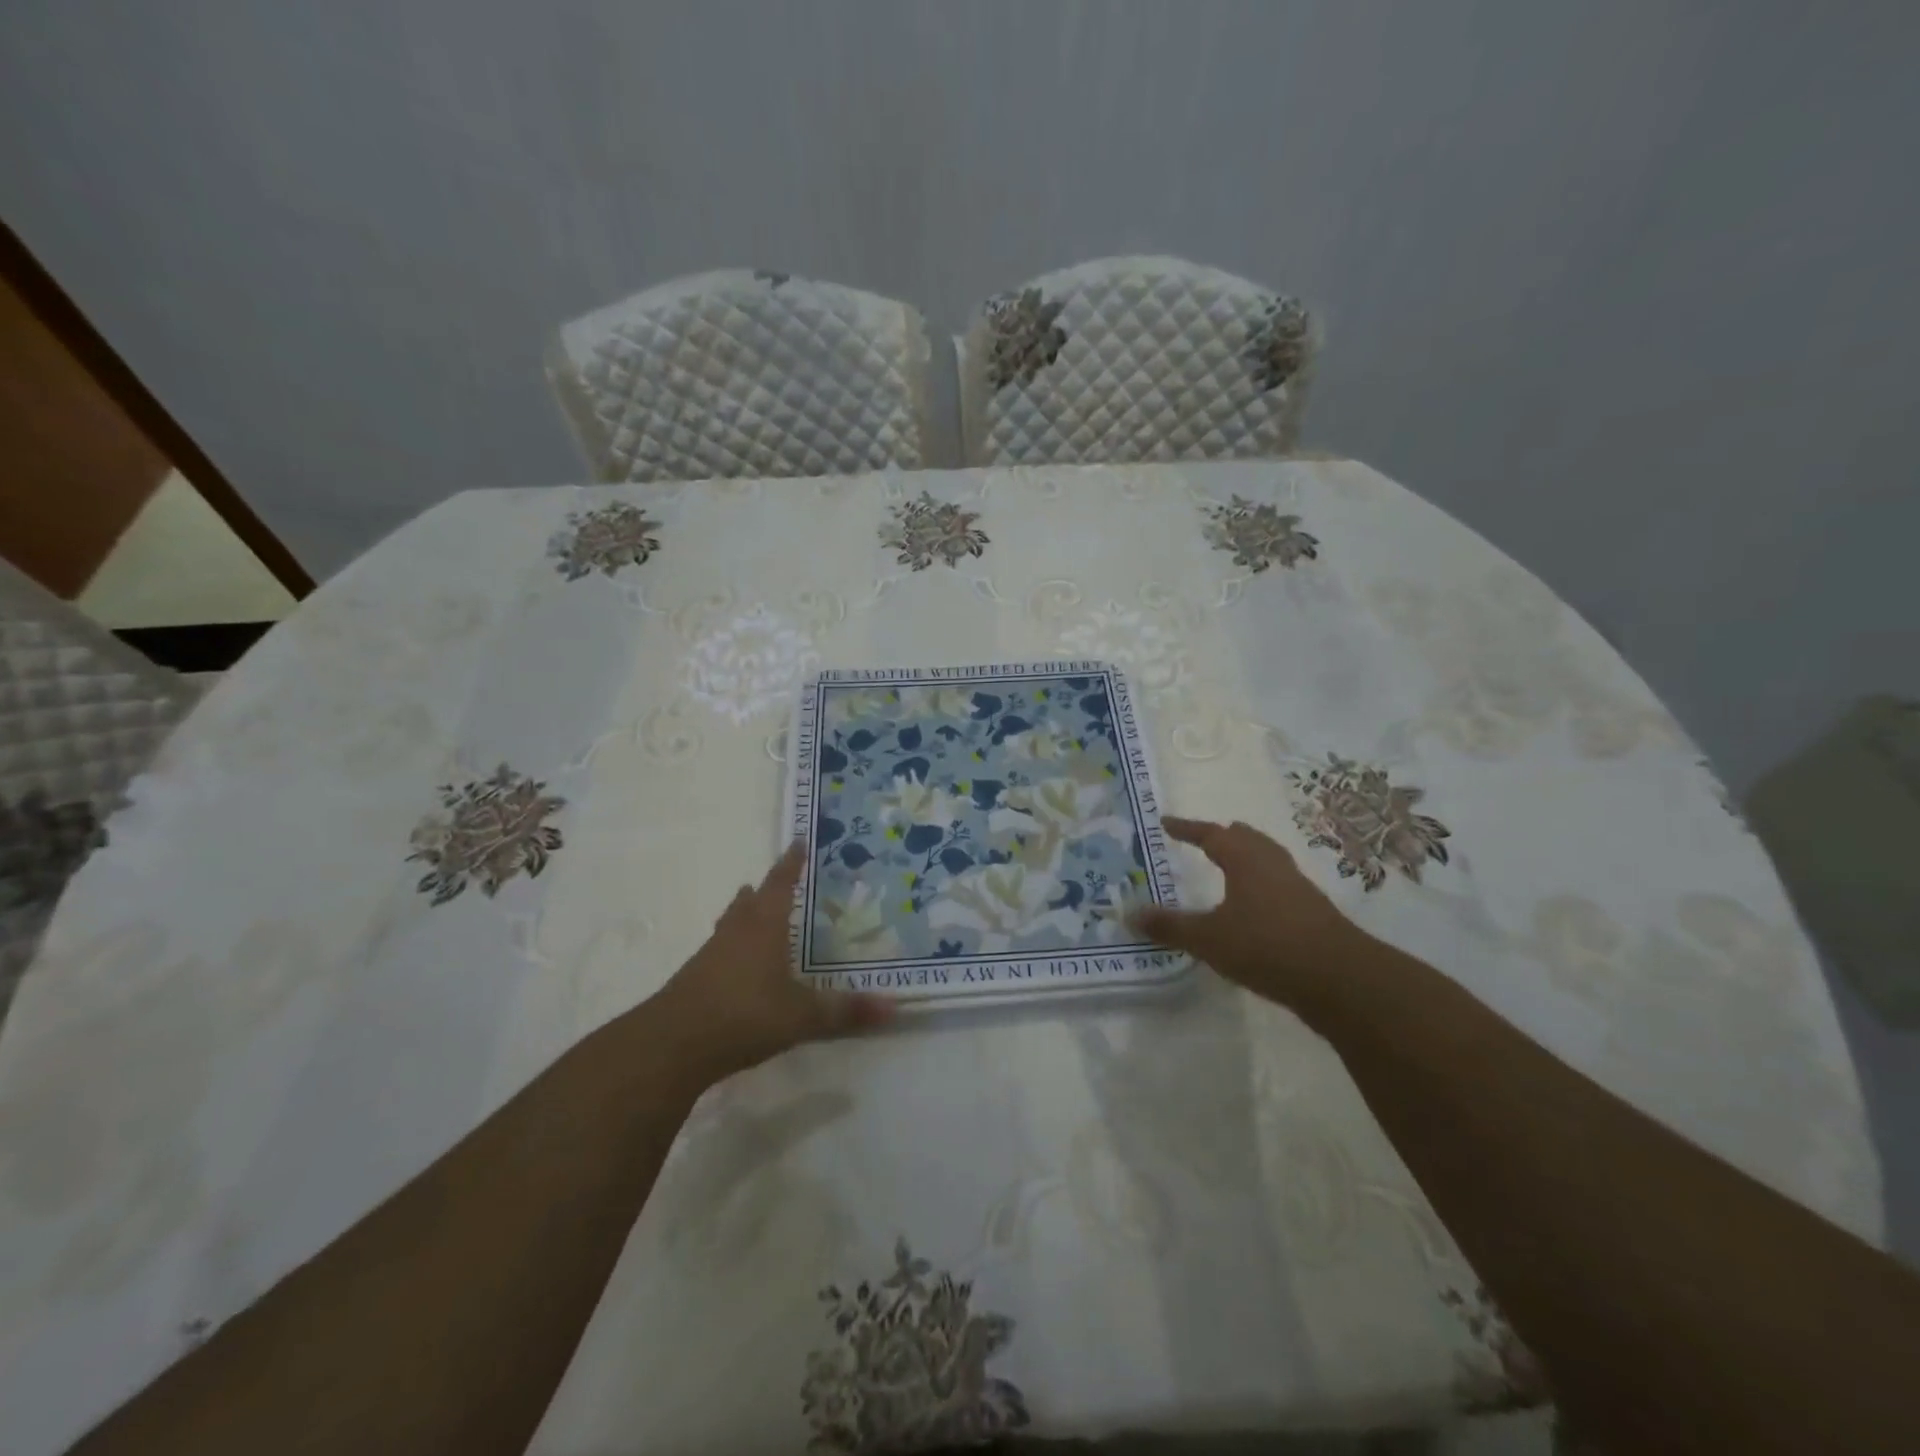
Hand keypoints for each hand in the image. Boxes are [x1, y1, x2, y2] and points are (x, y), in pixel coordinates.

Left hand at [650, 842, 892, 1086]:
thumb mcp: (802, 1016)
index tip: (797, 842)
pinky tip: (738, 966)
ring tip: (752, 910)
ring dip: (743, 914)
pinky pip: (719, 951)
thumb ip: (844, 1011)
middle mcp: (736, 932)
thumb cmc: (744, 1015)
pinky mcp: (695, 980)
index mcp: (763, 927)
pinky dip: (732, 947)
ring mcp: (710, 956)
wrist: (672, 1045)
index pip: (780, 884)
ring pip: (731, 923)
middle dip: (764, 888)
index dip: (790, 864)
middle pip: (750, 901)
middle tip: (777, 880)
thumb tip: (893, 1007)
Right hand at [1130, 816, 1366, 1010]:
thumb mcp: (1208, 939)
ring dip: (1246, 859)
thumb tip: (1129, 914)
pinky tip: (1255, 908)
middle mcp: (1273, 865)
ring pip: (1267, 860)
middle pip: (1247, 840)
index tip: (1166, 823)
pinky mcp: (1313, 912)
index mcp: (1245, 860)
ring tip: (1229, 869)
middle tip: (1204, 840)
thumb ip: (1170, 926)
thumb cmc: (1266, 946)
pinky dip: (1261, 885)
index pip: (1211, 834)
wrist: (1340, 979)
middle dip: (1224, 837)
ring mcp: (1298, 887)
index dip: (1187, 828)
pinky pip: (1280, 885)